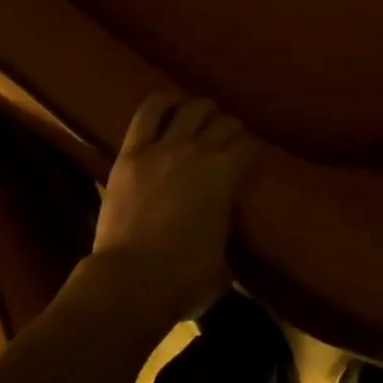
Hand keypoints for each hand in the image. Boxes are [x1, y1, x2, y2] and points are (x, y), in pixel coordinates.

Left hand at [89, 95, 259, 321]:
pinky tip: (169, 100)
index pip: (248, 148)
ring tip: (203, 112)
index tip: (251, 155)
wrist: (131, 282)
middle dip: (230, 127)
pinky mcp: (131, 153)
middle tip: (229, 136)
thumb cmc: (183, 281)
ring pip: (189, 110)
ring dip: (201, 108)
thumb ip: (225, 240)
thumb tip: (224, 244)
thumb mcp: (222, 265)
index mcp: (226, 175)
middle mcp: (199, 152)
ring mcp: (163, 148)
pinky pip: (147, 114)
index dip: (252, 149)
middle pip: (223, 124)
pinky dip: (161, 102)